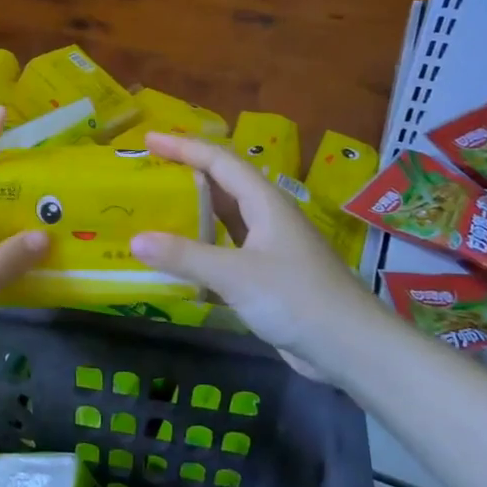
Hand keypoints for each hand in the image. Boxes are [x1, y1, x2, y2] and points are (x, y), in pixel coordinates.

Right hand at [130, 132, 382, 383]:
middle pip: (223, 185)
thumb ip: (185, 256)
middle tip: (148, 172)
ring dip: (194, 211)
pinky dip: (203, 247)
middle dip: (186, 174)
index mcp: (265, 203)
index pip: (219, 161)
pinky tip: (182, 258)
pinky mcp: (270, 276)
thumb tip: (135, 240)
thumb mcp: (235, 274)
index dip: (184, 147)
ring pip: (226, 218)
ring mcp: (271, 248)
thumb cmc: (296, 299)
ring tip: (158, 208)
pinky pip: (228, 249)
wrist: (351, 347)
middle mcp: (269, 217)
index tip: (148, 139)